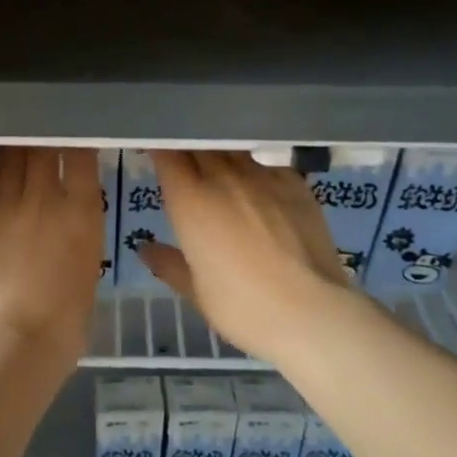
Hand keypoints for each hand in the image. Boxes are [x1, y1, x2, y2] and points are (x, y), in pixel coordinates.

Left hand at [0, 146, 101, 363]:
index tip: (77, 140)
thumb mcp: (87, 273)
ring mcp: (6, 208)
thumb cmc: (63, 324)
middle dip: (43, 139)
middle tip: (42, 136)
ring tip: (16, 142)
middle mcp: (45, 199)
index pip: (82, 158)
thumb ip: (79, 240)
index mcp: (82, 214)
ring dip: (15, 149)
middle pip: (42, 150)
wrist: (9, 342)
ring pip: (10, 160)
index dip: (78, 143)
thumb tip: (70, 226)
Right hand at [137, 150, 360, 360]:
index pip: (167, 154)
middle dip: (187, 146)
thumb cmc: (243, 307)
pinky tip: (258, 181)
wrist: (311, 312)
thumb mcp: (197, 292)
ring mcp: (262, 176)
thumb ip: (169, 264)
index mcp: (190, 200)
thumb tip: (145, 250)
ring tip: (218, 163)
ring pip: (232, 148)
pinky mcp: (295, 182)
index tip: (154, 152)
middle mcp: (223, 177)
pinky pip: (266, 162)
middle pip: (199, 144)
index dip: (159, 148)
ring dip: (220, 151)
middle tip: (183, 157)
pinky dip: (254, 166)